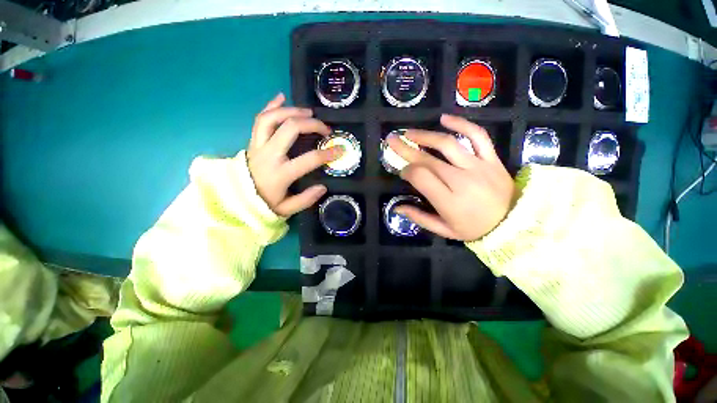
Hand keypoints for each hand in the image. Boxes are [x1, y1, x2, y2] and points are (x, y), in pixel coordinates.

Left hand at [247, 93, 342, 216]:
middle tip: (325, 128)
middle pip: (290, 128)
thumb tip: (323, 187)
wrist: (234, 199)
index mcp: (280, 174)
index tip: (339, 150)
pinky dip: (270, 106)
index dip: (327, 153)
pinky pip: (260, 119)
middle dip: (312, 124)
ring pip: (272, 118)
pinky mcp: (252, 141)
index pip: (309, 159)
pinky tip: (281, 97)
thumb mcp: (286, 209)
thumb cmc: (263, 204)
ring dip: (292, 111)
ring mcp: (258, 145)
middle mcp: (268, 155)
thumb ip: (305, 199)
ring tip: (308, 112)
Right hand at [387, 114, 514, 240]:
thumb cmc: (475, 229)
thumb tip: (397, 208)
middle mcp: (461, 180)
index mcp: (449, 201)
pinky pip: (478, 136)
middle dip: (406, 149)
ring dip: (425, 136)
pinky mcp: (491, 158)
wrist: (514, 223)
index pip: (420, 177)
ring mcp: (478, 166)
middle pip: (428, 159)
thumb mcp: (444, 230)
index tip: (402, 171)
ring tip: (409, 133)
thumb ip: (419, 218)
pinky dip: (461, 124)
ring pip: (447, 144)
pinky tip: (444, 119)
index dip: (407, 170)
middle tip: (392, 141)